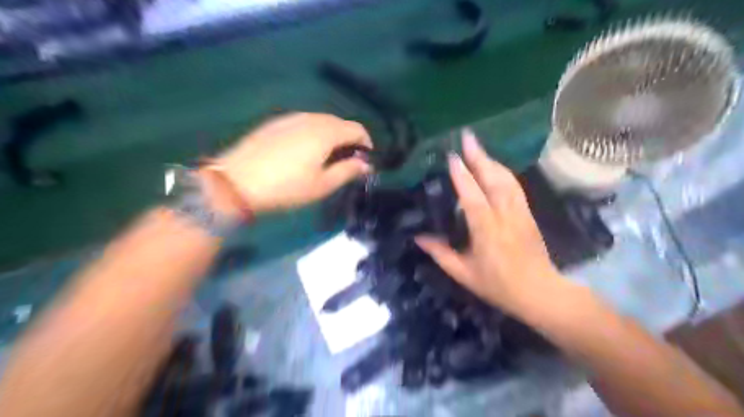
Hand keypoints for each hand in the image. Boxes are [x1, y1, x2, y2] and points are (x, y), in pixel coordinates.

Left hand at [218, 112, 374, 215]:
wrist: (236, 182)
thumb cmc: (286, 188)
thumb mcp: (322, 185)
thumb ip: (348, 171)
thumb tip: (366, 165)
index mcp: (325, 132)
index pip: (356, 129)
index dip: (366, 142)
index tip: (366, 159)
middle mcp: (310, 118)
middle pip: (338, 122)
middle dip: (348, 139)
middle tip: (347, 160)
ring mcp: (289, 118)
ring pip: (320, 121)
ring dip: (331, 135)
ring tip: (327, 156)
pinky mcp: (274, 123)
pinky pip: (302, 123)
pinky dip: (313, 133)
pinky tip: (304, 150)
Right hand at [416, 131, 567, 314]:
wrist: (540, 292)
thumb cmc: (499, 286)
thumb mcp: (464, 273)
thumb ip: (441, 253)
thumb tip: (419, 237)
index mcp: (487, 232)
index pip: (473, 198)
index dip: (463, 177)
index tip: (452, 157)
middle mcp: (505, 217)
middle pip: (494, 180)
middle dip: (480, 157)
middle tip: (467, 137)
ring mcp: (520, 213)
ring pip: (507, 180)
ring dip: (492, 160)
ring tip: (477, 147)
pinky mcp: (528, 214)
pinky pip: (515, 187)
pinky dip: (503, 172)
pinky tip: (495, 166)